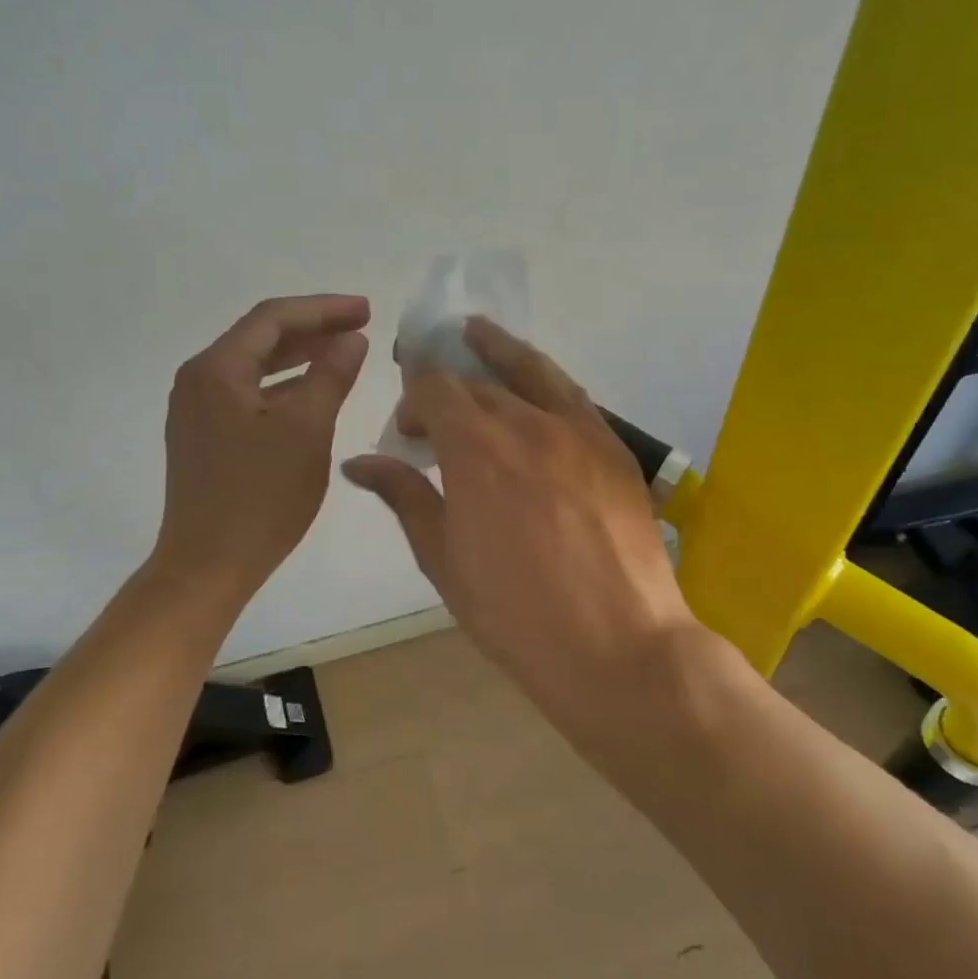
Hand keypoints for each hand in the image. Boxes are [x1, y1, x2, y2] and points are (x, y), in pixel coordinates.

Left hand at [156, 294, 369, 598]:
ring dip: (299, 358)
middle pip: (260, 337)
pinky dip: (283, 387)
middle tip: (361, 327)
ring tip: (343, 355)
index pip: (274, 317)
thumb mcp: (307, 431)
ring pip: (254, 367)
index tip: (367, 311)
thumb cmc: (260, 497)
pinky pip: (247, 394)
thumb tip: (351, 339)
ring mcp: (196, 410)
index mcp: (217, 369)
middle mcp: (198, 380)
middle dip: (313, 329)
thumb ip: (331, 376)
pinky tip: (312, 395)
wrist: (207, 566)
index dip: (324, 309)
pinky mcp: (203, 437)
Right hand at [342, 318, 696, 734]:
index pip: (434, 388)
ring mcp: (578, 429)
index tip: (407, 431)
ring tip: (476, 332)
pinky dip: (543, 378)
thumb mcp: (444, 559)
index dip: (413, 398)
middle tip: (435, 413)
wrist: (617, 646)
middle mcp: (526, 421)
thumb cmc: (515, 614)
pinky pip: (571, 394)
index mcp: (475, 448)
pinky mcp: (614, 446)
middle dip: (446, 388)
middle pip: (477, 381)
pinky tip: (535, 383)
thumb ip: (405, 497)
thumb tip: (360, 462)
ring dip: (497, 350)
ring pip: (531, 369)